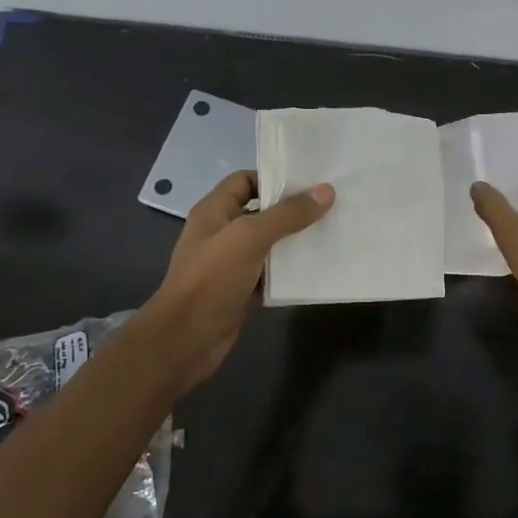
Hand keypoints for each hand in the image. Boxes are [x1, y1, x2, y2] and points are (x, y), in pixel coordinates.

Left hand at [142, 171, 333, 392]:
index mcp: (214, 211)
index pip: (245, 180)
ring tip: (332, 235)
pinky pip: (271, 275)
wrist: (186, 340)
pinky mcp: (242, 291)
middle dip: (293, 211)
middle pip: (262, 212)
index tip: (311, 184)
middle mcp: (222, 233)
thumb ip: (288, 214)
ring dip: (296, 242)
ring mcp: (231, 264)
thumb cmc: (211, 279)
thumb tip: (326, 191)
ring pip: (270, 245)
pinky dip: (291, 273)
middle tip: (331, 208)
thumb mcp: (250, 238)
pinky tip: (318, 270)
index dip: (274, 178)